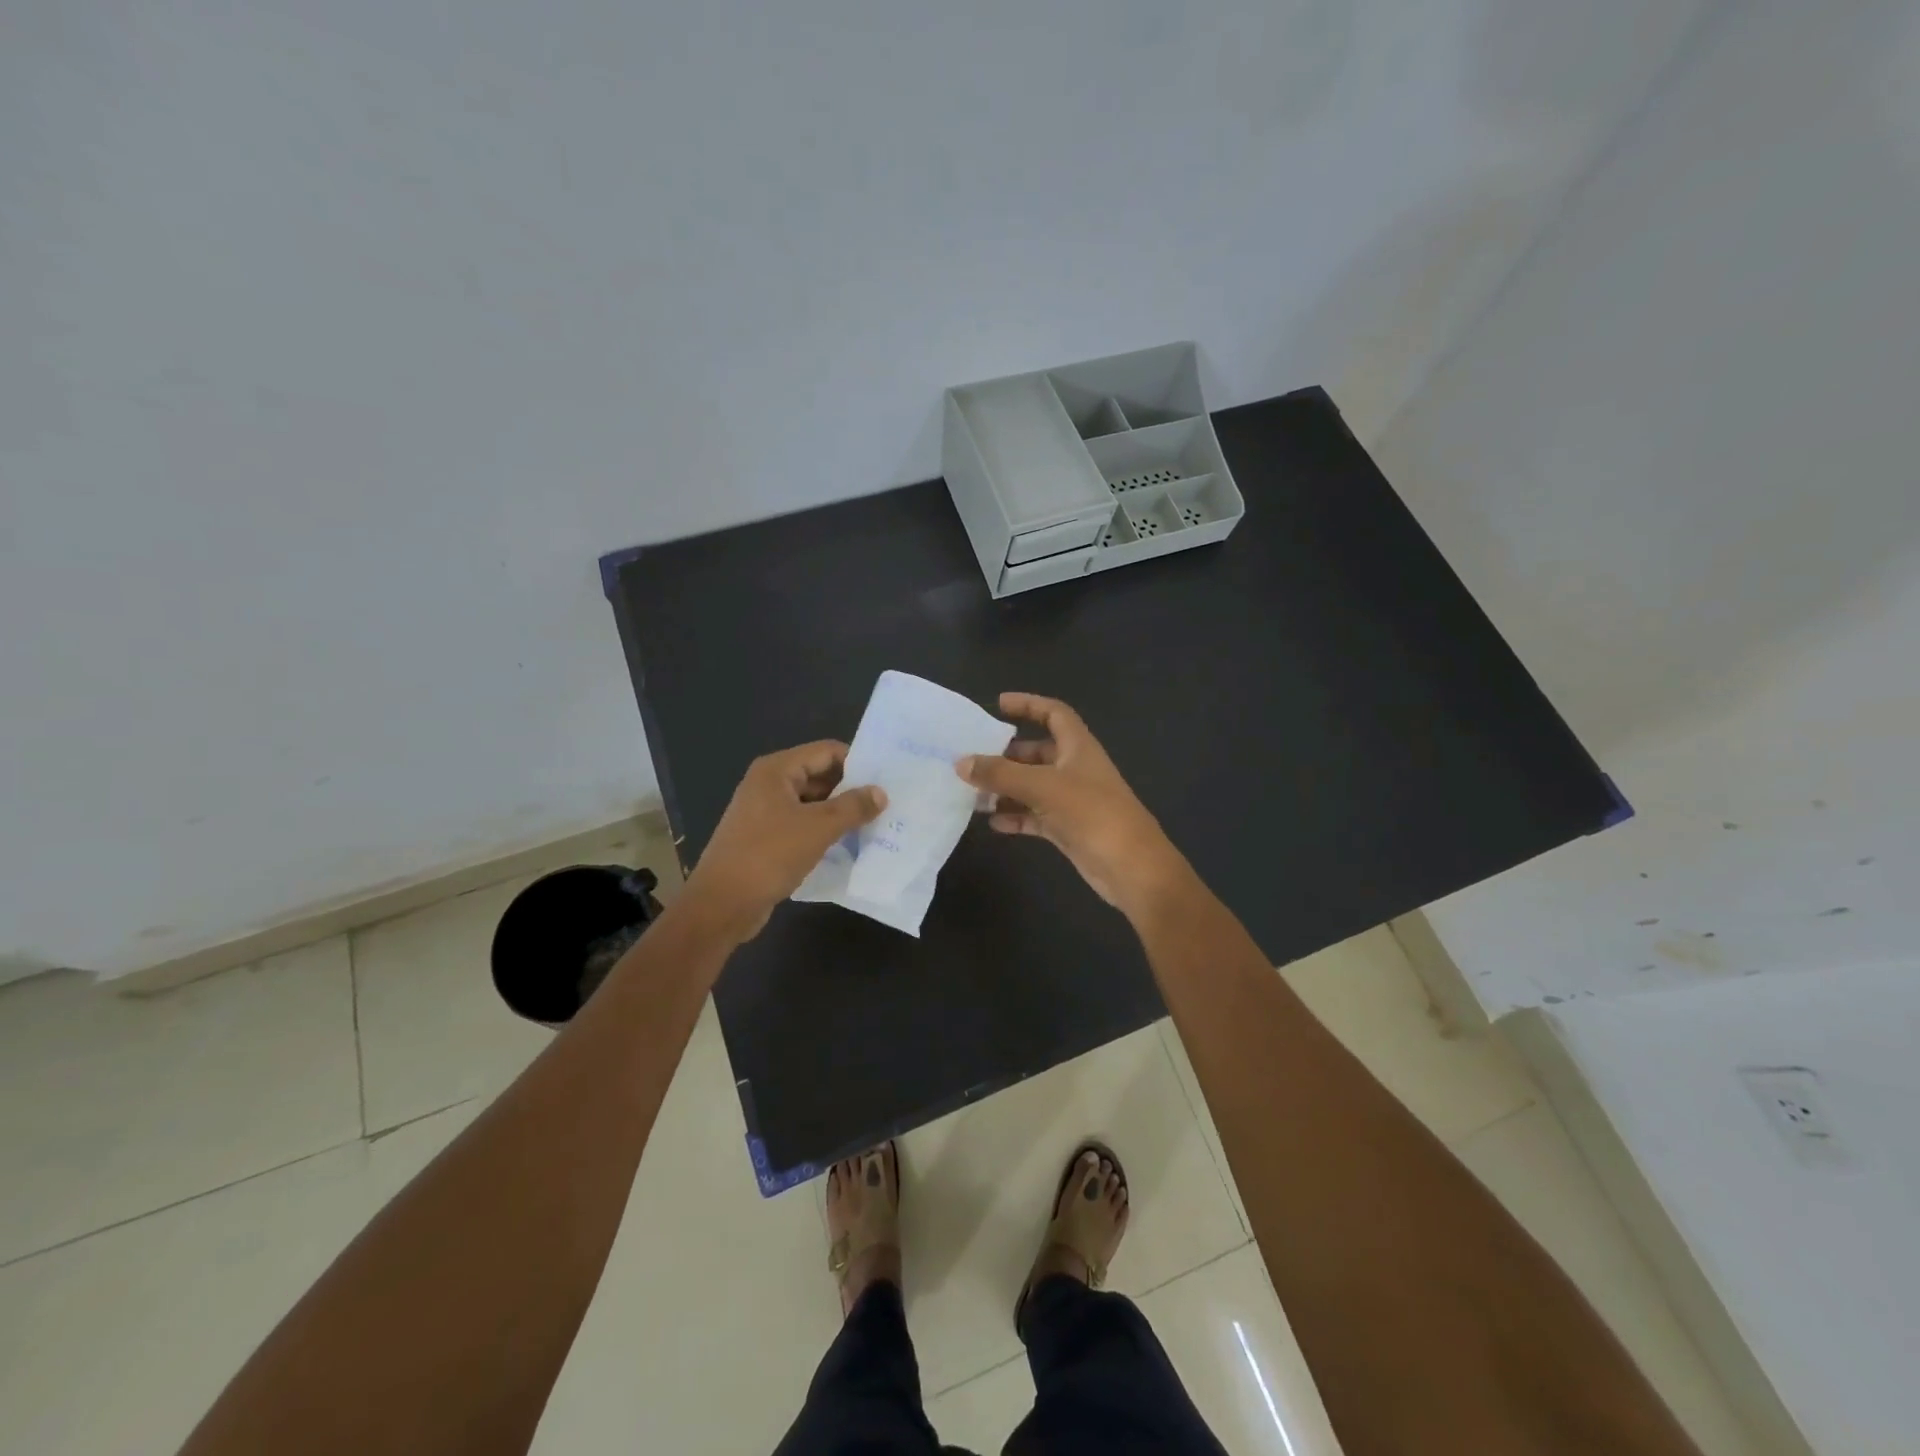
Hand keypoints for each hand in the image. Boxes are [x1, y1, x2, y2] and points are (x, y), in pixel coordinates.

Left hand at [681, 741, 886, 939]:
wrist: (722, 904)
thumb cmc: (769, 855)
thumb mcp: (818, 828)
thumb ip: (853, 807)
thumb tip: (880, 793)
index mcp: (777, 770)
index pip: (826, 752)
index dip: (857, 762)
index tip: (887, 779)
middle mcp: (768, 784)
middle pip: (819, 775)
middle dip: (851, 789)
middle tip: (887, 803)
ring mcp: (764, 812)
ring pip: (812, 802)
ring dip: (839, 812)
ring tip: (875, 824)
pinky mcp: (765, 838)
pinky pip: (802, 824)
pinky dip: (824, 831)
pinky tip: (848, 844)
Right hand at [957, 693, 1188, 916]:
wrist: (1130, 867)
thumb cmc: (1092, 813)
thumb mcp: (1043, 786)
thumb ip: (1000, 774)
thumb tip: (961, 762)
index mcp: (1077, 747)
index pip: (1053, 713)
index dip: (1028, 704)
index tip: (998, 704)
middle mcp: (1074, 768)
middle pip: (1036, 752)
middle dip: (1005, 754)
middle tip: (972, 758)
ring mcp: (1071, 800)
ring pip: (1032, 786)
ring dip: (1005, 788)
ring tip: (972, 792)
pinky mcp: (1067, 827)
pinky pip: (1034, 815)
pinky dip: (1014, 816)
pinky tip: (991, 823)